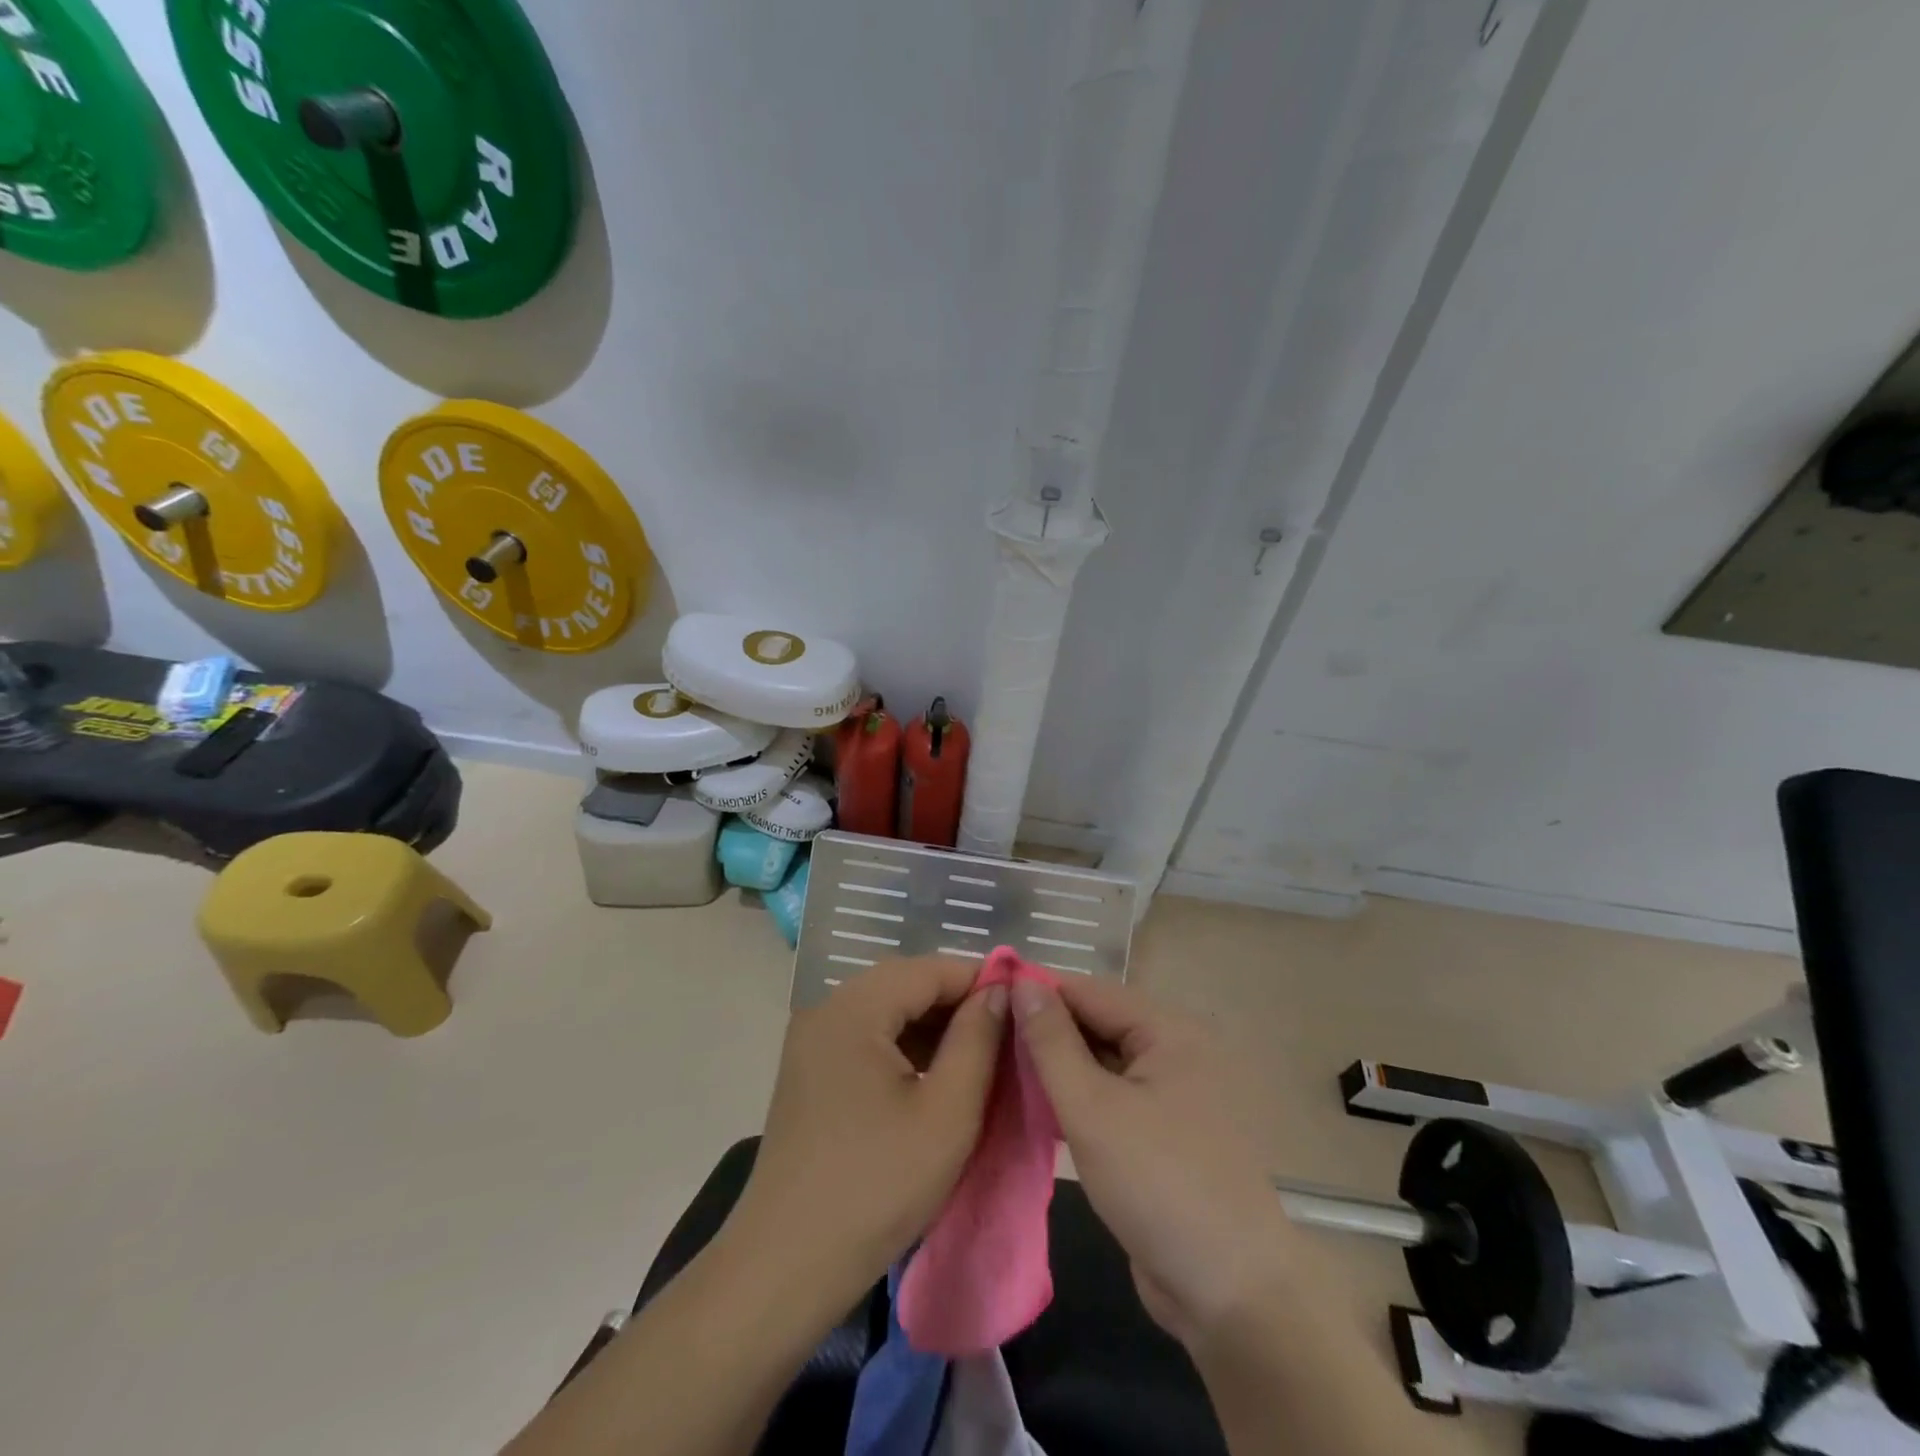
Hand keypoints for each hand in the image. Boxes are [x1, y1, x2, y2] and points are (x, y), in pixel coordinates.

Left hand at [724, 957, 1006, 1312]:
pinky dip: (904, 1047)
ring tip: (979, 1055)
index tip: (1024, 1005)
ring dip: (932, 1026)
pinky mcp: (809, 1071)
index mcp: (853, 1009)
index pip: (928, 969)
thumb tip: (999, 992)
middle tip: (1005, 1033)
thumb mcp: (947, 1113)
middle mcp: (825, 1010)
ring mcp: (812, 1041)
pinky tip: (934, 1076)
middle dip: (957, 1003)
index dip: (979, 980)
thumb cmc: (876, 1187)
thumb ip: (978, 1040)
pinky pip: (866, 1038)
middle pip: (904, 984)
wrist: (786, 1267)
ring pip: (886, 1011)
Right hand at [1010, 976, 1298, 1347]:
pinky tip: (1034, 1107)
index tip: (985, 998)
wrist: (1231, 1295)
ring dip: (1056, 1068)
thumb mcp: (1093, 1109)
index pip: (1089, 991)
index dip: (1037, 992)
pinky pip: (1110, 1099)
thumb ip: (1052, 1043)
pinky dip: (1076, 1099)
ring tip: (997, 1069)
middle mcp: (1174, 1052)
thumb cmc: (1158, 1184)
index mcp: (1168, 1031)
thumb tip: (1022, 985)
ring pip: (1101, 1064)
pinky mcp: (1162, 1134)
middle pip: (1097, 1024)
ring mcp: (1171, 1095)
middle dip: (1045, 1031)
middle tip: (985, 1039)